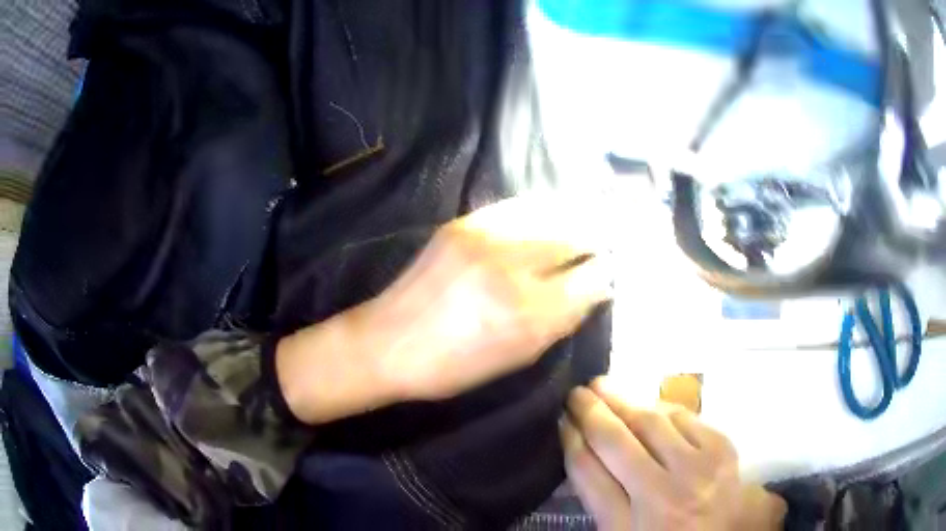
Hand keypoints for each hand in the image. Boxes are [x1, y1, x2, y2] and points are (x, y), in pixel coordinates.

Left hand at [278, 193, 611, 422]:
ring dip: (576, 216)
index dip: (607, 273)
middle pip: (576, 237)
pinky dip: (543, 209)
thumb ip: (561, 321)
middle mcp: (512, 268)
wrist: (388, 342)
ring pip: (552, 213)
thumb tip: (595, 290)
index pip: (591, 279)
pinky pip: (519, 206)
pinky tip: (552, 213)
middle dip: (598, 238)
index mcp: (528, 315)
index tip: (612, 271)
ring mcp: (485, 238)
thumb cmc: (453, 367)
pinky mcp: (463, 223)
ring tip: (589, 219)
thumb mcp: (517, 358)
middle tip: (608, 241)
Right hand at [561, 378, 785, 530]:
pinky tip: (644, 403)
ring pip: (650, 422)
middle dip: (590, 412)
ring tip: (602, 386)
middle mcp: (662, 497)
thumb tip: (580, 445)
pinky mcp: (721, 448)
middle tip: (574, 392)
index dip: (571, 441)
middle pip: (616, 442)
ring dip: (621, 399)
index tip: (561, 420)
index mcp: (628, 527)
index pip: (589, 475)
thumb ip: (600, 496)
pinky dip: (658, 406)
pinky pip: (683, 416)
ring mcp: (697, 469)